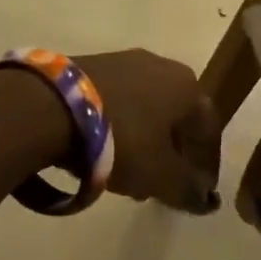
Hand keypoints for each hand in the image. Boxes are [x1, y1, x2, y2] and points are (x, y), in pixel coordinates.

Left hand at [78, 50, 221, 214]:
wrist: (52, 105)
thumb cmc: (122, 139)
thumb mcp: (160, 175)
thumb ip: (187, 190)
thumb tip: (205, 199)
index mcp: (187, 86)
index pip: (208, 129)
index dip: (207, 164)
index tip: (199, 191)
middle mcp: (161, 65)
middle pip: (176, 116)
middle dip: (173, 151)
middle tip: (163, 183)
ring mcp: (123, 61)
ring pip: (145, 107)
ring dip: (144, 140)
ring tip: (130, 171)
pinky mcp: (90, 64)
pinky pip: (117, 100)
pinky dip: (119, 125)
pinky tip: (104, 149)